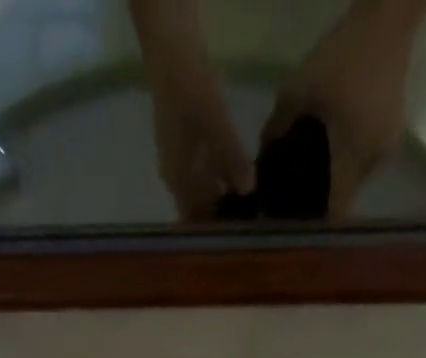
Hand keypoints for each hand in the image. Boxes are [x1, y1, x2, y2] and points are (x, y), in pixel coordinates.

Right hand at [133, 0, 253, 217]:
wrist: (170, 46)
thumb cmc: (188, 87)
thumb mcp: (214, 121)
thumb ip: (231, 156)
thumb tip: (249, 190)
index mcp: (177, 178)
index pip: (194, 220)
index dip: (213, 233)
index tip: (237, 242)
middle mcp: (177, 176)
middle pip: (200, 208)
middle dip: (223, 218)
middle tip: (253, 227)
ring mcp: (183, 160)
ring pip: (205, 191)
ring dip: (226, 198)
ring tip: (254, 206)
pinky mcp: (191, 144)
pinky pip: (208, 173)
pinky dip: (224, 179)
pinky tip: (245, 177)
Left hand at [264, 0, 425, 217]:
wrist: (389, 14)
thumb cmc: (341, 56)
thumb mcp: (296, 91)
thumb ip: (276, 129)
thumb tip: (260, 159)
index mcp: (352, 160)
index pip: (335, 213)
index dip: (314, 222)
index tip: (294, 221)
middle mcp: (373, 163)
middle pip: (344, 198)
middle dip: (322, 200)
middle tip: (296, 194)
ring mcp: (386, 148)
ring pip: (355, 180)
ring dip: (336, 180)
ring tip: (312, 169)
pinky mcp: (393, 131)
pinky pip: (365, 160)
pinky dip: (347, 160)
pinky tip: (333, 146)